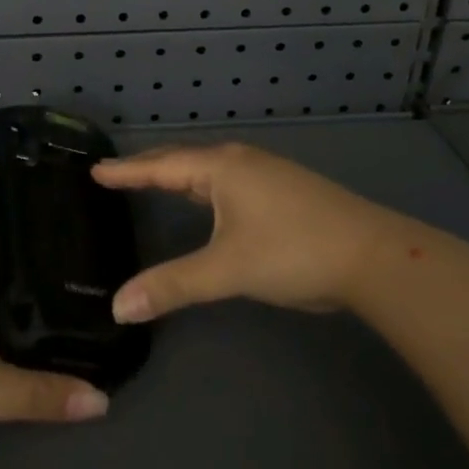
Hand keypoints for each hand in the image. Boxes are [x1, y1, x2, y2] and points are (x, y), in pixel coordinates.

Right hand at [92, 142, 414, 322]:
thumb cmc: (293, 251)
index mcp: (222, 168)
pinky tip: (208, 200)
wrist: (372, 256)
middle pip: (185, 160)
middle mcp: (241, 161)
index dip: (127, 171)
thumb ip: (173, 286)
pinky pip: (229, 180)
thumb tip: (118, 307)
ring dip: (179, 174)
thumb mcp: (227, 269)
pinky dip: (204, 186)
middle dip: (150, 167)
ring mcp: (267, 174)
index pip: (162, 166)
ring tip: (154, 181)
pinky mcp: (285, 191)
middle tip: (117, 174)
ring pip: (210, 170)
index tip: (96, 169)